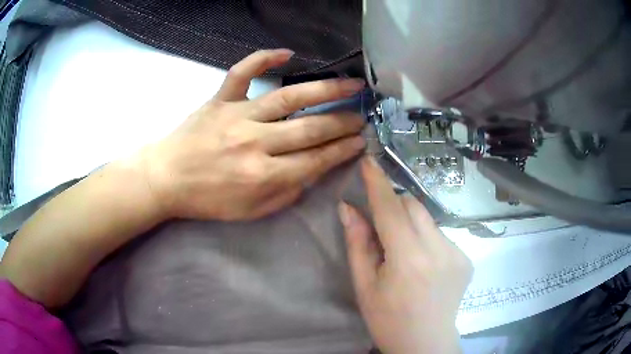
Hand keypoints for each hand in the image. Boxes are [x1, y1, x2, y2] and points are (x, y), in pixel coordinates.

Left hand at [143, 49, 366, 220]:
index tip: (361, 141)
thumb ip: (286, 194)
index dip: (342, 150)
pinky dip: (263, 58)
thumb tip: (311, 172)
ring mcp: (237, 116)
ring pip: (288, 98)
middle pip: (310, 129)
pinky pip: (242, 72)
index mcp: (263, 176)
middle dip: (342, 122)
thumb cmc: (207, 199)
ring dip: (325, 89)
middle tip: (363, 115)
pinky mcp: (220, 100)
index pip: (315, 160)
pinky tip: (287, 53)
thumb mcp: (251, 211)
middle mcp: (255, 143)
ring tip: (351, 83)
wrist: (166, 179)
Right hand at [338, 157, 472, 353]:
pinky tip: (423, 264)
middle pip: (413, 206)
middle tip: (381, 225)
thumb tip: (348, 208)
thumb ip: (358, 243)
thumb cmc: (387, 320)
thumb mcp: (365, 286)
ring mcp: (457, 253)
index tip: (369, 160)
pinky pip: (441, 234)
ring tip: (403, 252)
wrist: (426, 343)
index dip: (378, 183)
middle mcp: (438, 250)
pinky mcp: (466, 258)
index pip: (390, 209)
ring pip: (428, 219)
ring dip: (411, 224)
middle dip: (394, 205)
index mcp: (408, 260)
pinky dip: (426, 238)